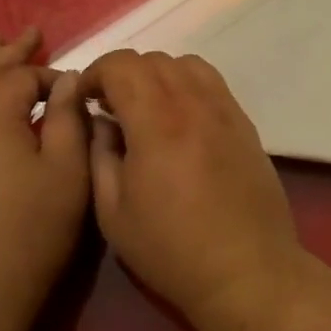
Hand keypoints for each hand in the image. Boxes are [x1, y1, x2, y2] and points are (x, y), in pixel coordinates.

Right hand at [80, 50, 311, 330]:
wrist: (246, 270)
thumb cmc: (171, 249)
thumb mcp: (114, 212)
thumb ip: (100, 155)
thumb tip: (101, 122)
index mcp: (157, 121)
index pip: (122, 65)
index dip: (96, 73)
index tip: (85, 99)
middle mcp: (194, 103)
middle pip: (153, 60)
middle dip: (123, 74)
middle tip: (110, 107)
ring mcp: (225, 110)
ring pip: (186, 65)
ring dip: (158, 76)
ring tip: (146, 109)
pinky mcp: (245, 124)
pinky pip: (212, 84)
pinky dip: (188, 85)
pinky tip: (180, 119)